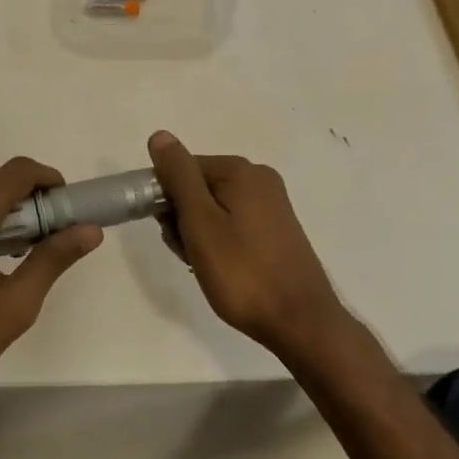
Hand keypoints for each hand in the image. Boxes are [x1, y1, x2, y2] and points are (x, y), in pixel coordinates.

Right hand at [147, 131, 350, 361]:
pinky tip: (221, 269)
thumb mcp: (200, 222)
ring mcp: (271, 205)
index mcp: (241, 170)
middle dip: (184, 219)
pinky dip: (219, 243)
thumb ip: (179, 176)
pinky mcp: (276, 230)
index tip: (170, 232)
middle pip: (198, 187)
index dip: (166, 199)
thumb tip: (160, 135)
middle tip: (190, 254)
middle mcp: (259, 179)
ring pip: (213, 209)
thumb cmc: (242, 272)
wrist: (299, 322)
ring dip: (198, 235)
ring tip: (205, 266)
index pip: (182, 169)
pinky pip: (232, 224)